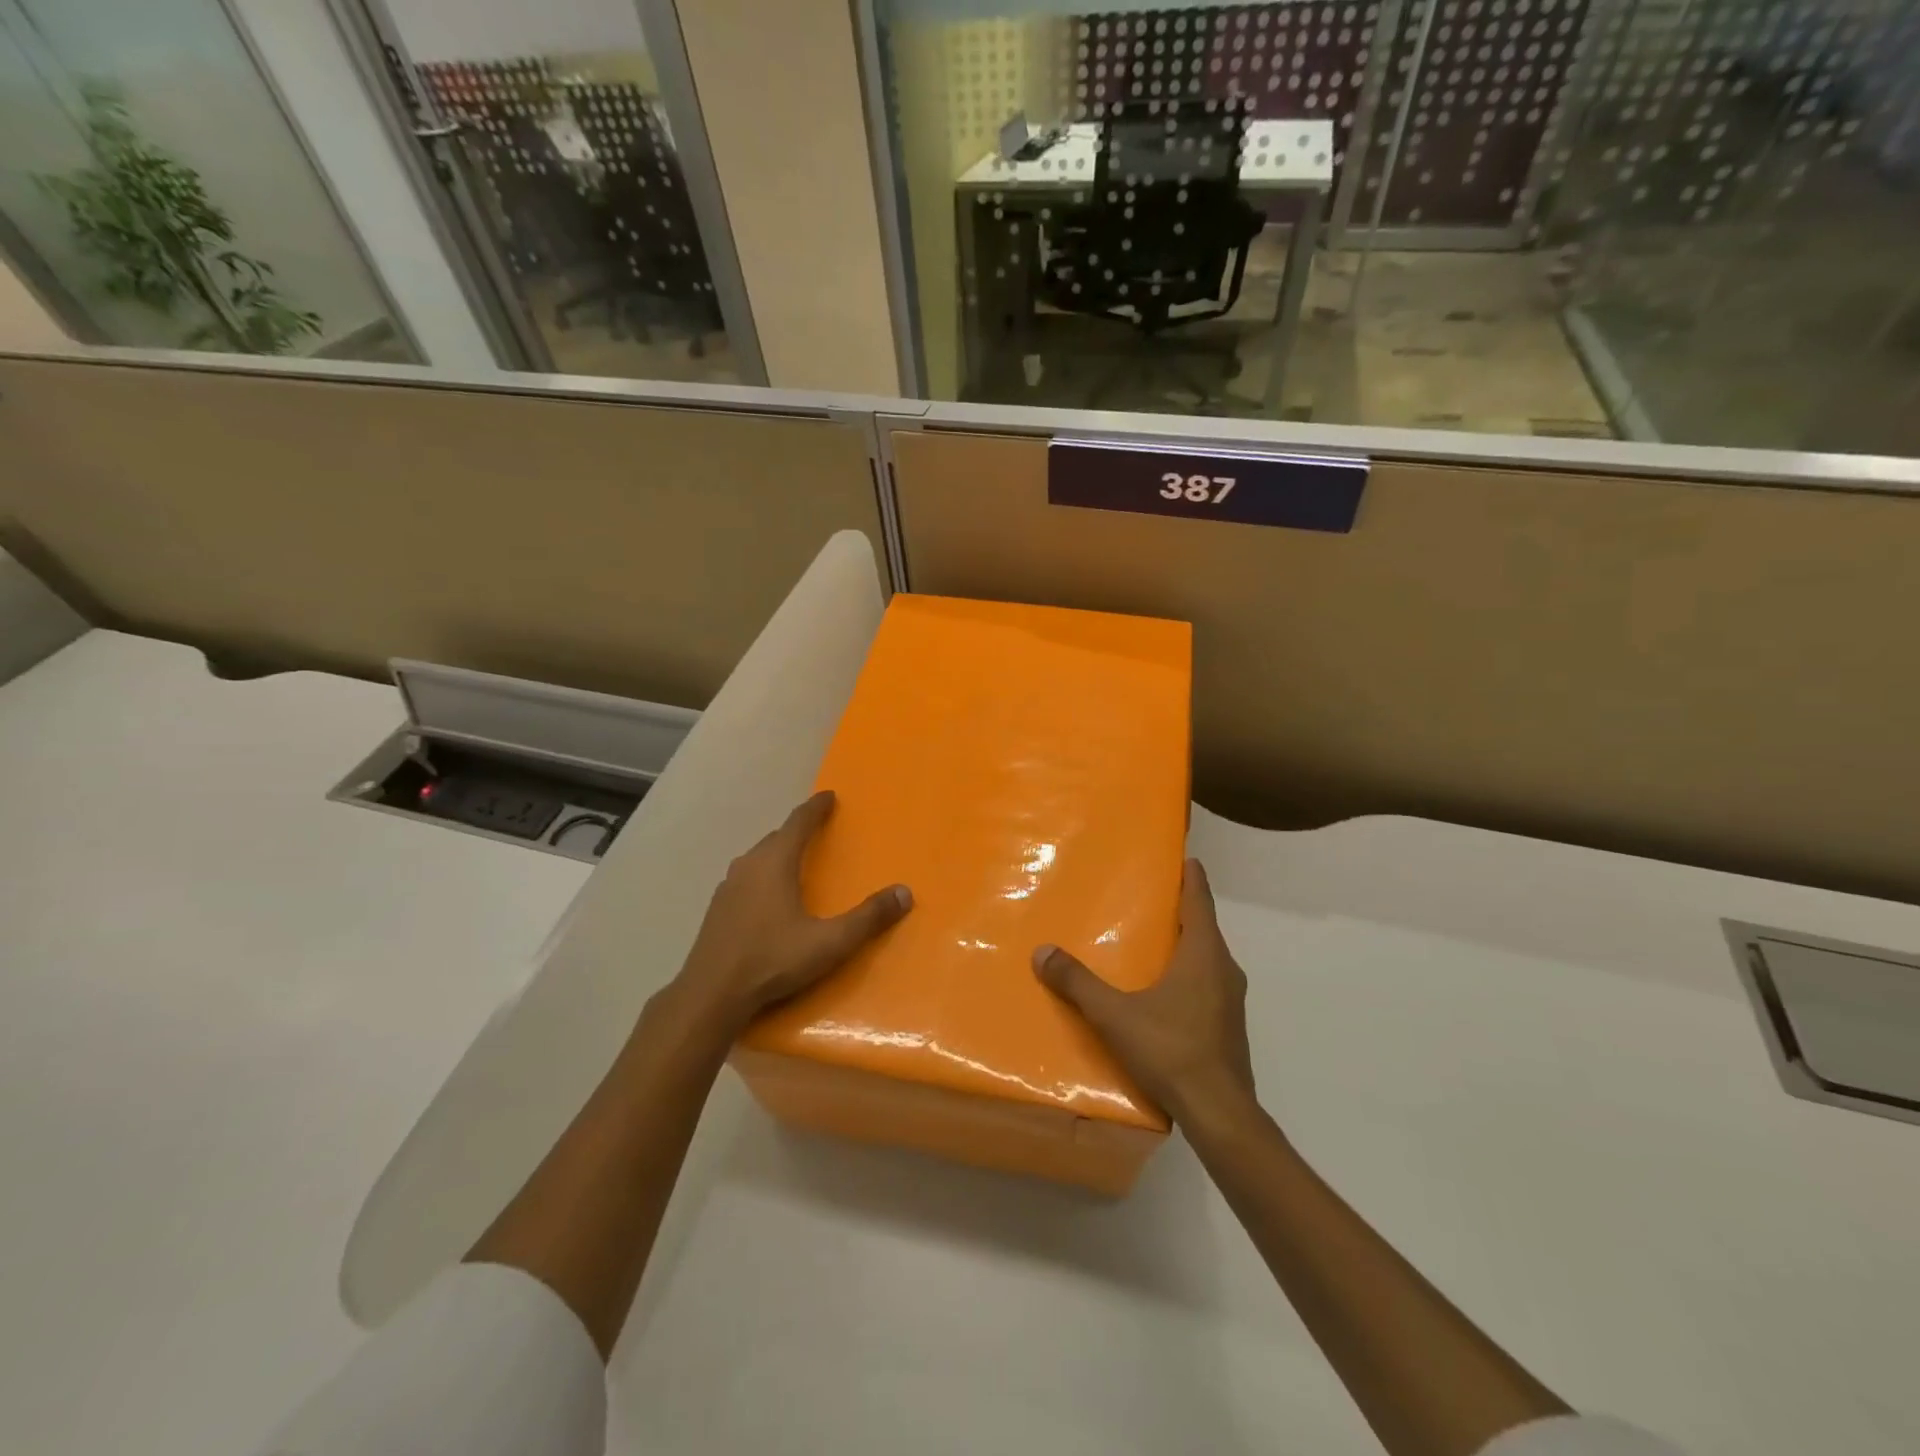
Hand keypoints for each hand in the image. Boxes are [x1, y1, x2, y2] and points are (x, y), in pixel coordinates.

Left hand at [666, 790, 911, 1038]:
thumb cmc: (772, 960)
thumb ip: (868, 918)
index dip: (816, 808)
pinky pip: (746, 878)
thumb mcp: (830, 942)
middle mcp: (749, 866)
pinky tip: (768, 897)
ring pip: (758, 858)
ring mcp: (728, 887)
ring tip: (795, 860)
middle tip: (818, 829)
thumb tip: (905, 893)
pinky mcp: (717, 910)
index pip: (799, 823)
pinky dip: (763, 875)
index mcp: (775, 863)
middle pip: (777, 837)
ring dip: (778, 852)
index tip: (829, 796)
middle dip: (798, 830)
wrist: (711, 994)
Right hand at [1033, 859, 1254, 1125]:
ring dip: (1186, 945)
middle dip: (1183, 910)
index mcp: (1203, 955)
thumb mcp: (1115, 1015)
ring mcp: (1231, 1001)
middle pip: (1204, 928)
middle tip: (1153, 897)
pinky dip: (1189, 974)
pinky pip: (1208, 985)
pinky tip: (1164, 991)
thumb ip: (1078, 983)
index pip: (1199, 902)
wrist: (1220, 1113)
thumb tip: (1042, 952)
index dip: (1192, 878)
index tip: (1186, 858)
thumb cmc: (1171, 1050)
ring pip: (1208, 959)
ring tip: (1154, 941)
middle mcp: (1224, 970)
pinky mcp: (1228, 1027)